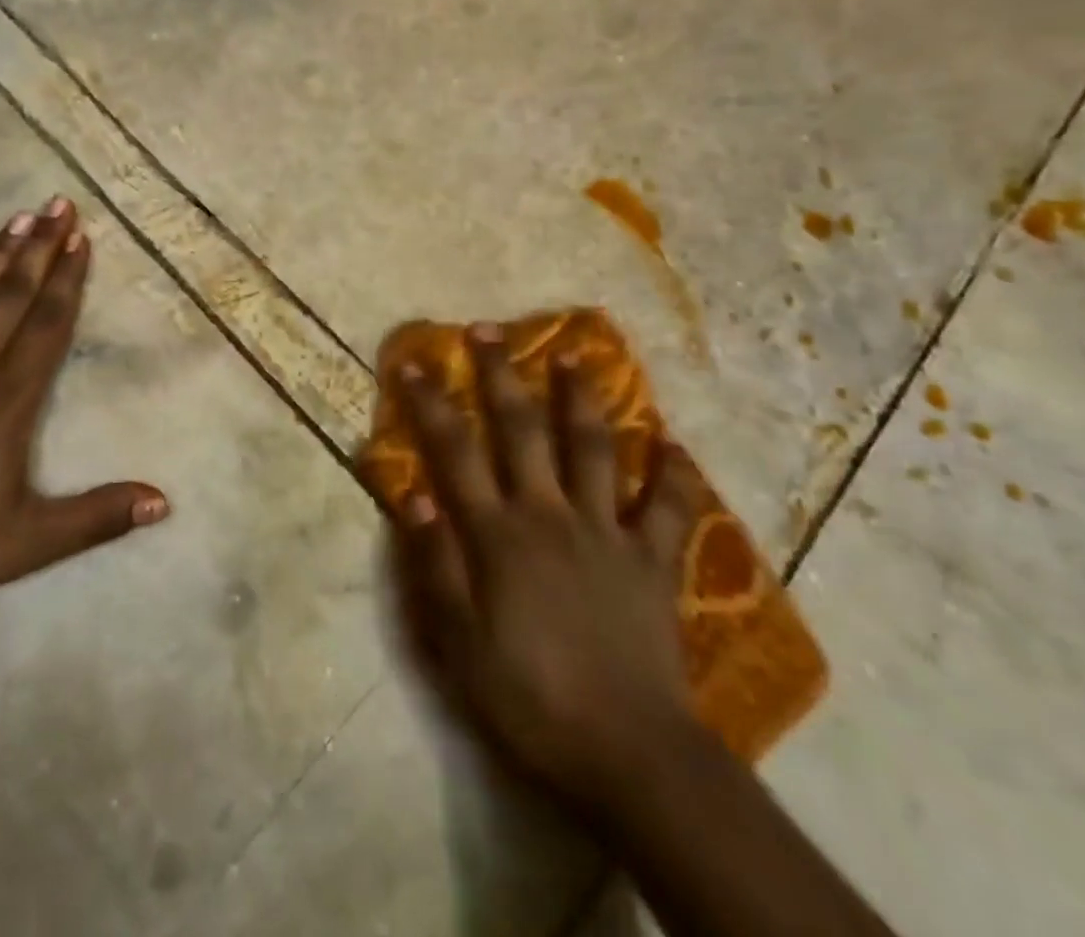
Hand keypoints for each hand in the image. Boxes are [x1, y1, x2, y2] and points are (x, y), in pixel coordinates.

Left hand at [0, 198, 169, 612]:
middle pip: (12, 295)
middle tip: (58, 204)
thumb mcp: (29, 543)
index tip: (81, 238)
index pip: (49, 323)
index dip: (68, 278)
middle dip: (40, 247)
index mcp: (9, 398)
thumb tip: (164, 501)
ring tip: (18, 215)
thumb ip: (98, 517)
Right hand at [385, 323, 708, 813]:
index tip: (415, 362)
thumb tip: (411, 494)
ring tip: (576, 355)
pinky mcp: (653, 560)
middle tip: (491, 330)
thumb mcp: (459, 642)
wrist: (630, 754)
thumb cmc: (530, 698)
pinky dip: (673, 474)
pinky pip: (669, 508)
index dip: (431, 403)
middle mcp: (550, 514)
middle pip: (522, 431)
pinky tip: (673, 444)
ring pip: (593, 449)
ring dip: (581, 399)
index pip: (455, 452)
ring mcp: (607, 531)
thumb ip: (434, 563)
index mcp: (499, 534)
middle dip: (502, 376)